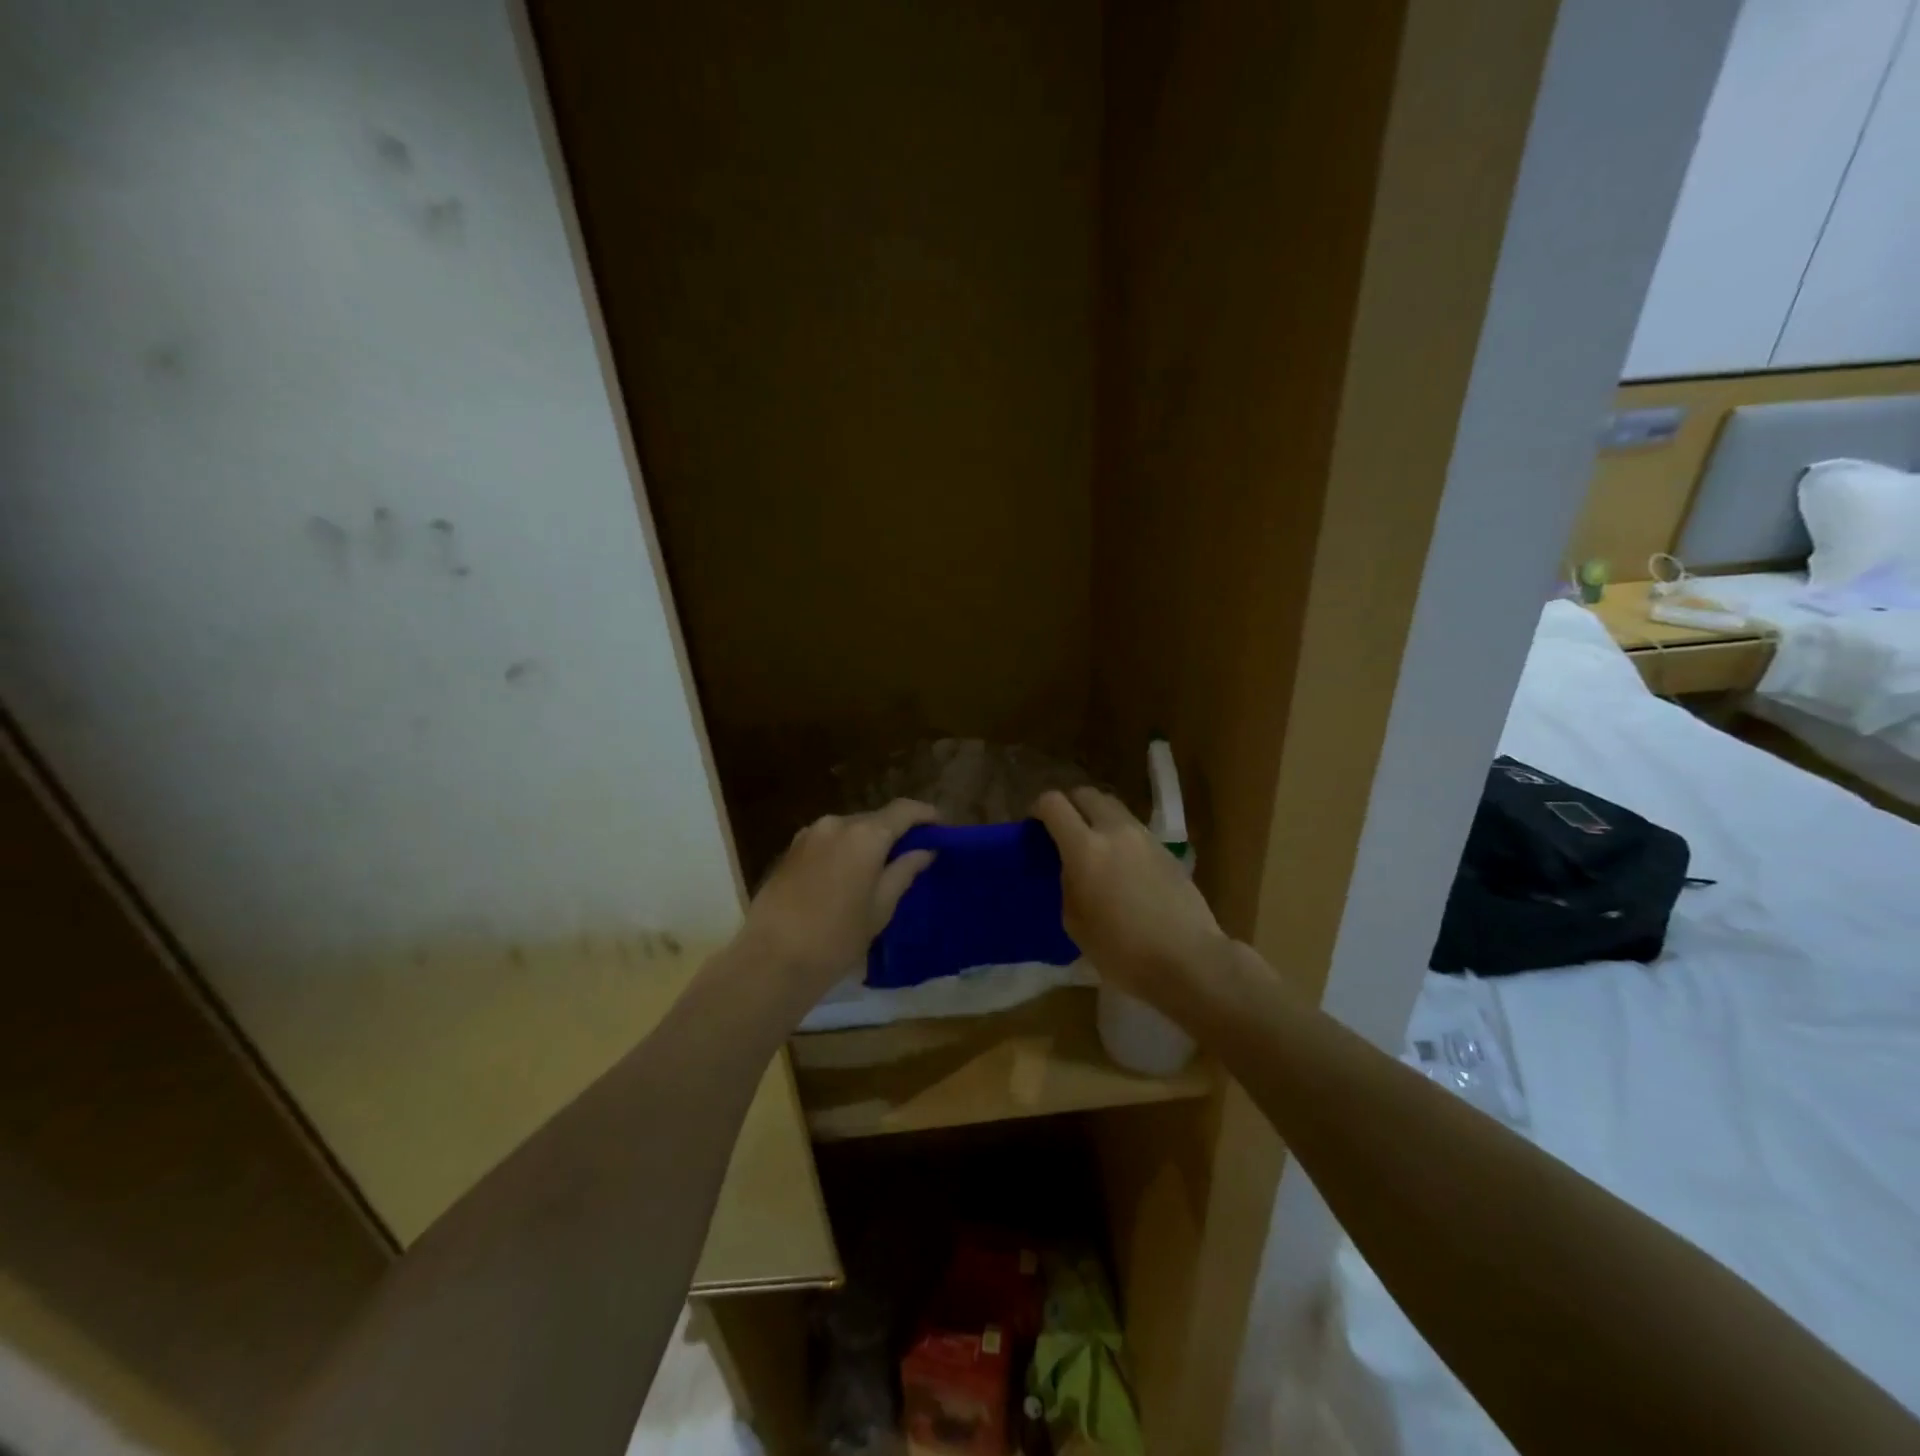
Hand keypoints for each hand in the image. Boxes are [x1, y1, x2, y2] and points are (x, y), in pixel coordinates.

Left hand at [739, 799, 939, 1009]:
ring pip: (849, 829)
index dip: (926, 815)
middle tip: (912, 853)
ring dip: (867, 841)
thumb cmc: (837, 937)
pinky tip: (848, 875)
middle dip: (895, 831)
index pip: (904, 810)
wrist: (772, 960)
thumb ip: (904, 872)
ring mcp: (809, 834)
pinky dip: (844, 850)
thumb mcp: (881, 908)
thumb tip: (925, 851)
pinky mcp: (790, 850)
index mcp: (865, 835)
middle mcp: (836, 823)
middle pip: (875, 818)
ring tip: (879, 868)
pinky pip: (827, 841)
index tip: (941, 828)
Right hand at [1033, 787, 1227, 1013]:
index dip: (1038, 809)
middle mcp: (1115, 831)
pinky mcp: (1167, 850)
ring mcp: (1145, 837)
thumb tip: (1072, 868)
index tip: (1035, 827)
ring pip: (1114, 808)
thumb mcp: (1076, 923)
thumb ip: (1067, 883)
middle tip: (1063, 831)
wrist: (1189, 960)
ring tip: (1094, 848)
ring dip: (1097, 818)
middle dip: (1070, 805)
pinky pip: (1134, 830)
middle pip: (1087, 794)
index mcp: (1085, 848)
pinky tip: (1121, 867)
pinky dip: (1120, 836)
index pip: (1053, 804)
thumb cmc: (1123, 951)